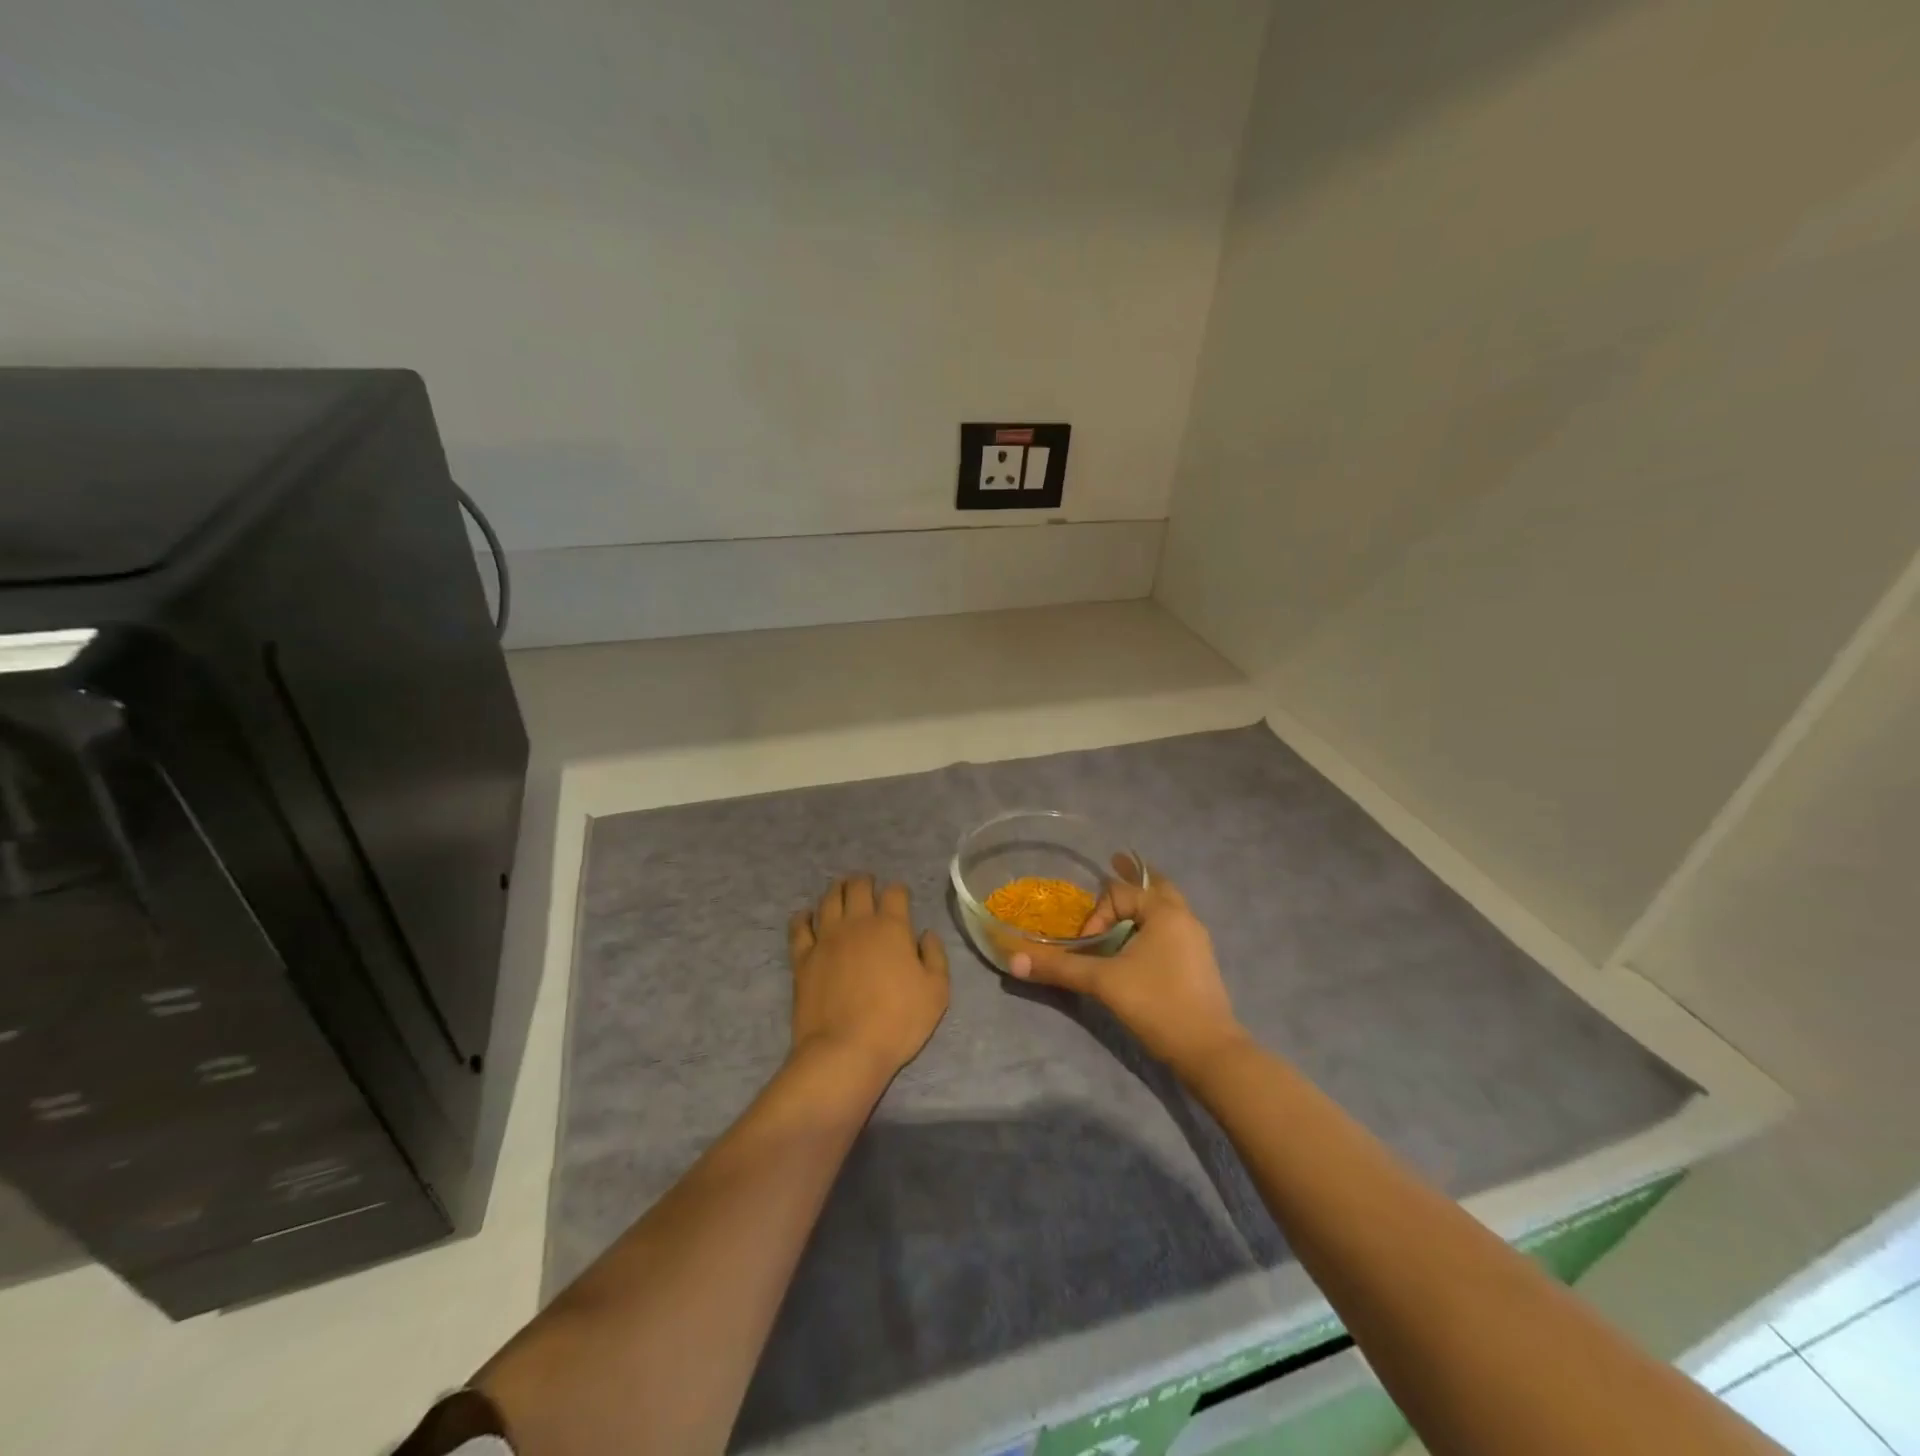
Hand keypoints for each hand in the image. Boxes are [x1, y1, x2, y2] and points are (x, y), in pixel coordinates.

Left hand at [788, 876, 949, 1082]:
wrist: (845, 1050)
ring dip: (837, 890)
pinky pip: (799, 927)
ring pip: (829, 900)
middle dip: (865, 881)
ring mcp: (826, 938)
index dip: (899, 890)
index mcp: (891, 927)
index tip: (901, 896)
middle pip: (858, 887)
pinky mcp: (803, 958)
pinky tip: (806, 915)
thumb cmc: (897, 1021)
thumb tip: (926, 934)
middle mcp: (857, 923)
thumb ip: (935, 957)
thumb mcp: (936, 992)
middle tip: (867, 883)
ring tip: (841, 888)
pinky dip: (803, 916)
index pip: (895, 893)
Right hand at [1008, 867, 1244, 1074]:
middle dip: (1132, 879)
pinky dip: (1153, 924)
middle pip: (1155, 886)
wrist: (1209, 1052)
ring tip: (1125, 904)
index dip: (1096, 916)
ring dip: (1144, 903)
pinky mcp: (1198, 963)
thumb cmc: (1157, 1004)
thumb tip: (1013, 960)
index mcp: (1165, 912)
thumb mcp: (1103, 983)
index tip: (1087, 945)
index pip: (1120, 893)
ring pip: (1167, 909)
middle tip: (1113, 863)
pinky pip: (1172, 929)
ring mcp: (1196, 941)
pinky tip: (1140, 944)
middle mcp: (1184, 918)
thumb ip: (1060, 967)